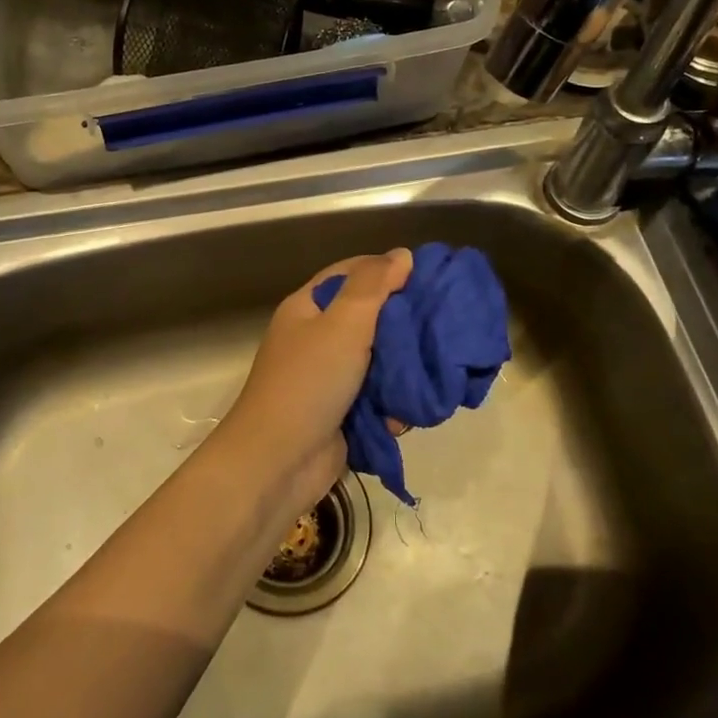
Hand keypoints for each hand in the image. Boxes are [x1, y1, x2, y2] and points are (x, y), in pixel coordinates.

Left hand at [215, 249, 413, 515]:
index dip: (387, 269)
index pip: (351, 273)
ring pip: (377, 361)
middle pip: (368, 318)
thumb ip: (373, 286)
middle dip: (403, 326)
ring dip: (401, 372)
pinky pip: (375, 399)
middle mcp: (316, 337)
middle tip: (440, 327)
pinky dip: (391, 406)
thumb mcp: (343, 324)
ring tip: (429, 374)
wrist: (277, 463)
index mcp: (308, 307)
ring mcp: (327, 378)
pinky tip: (405, 415)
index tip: (428, 276)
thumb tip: (401, 254)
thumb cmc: (308, 382)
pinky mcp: (340, 413)